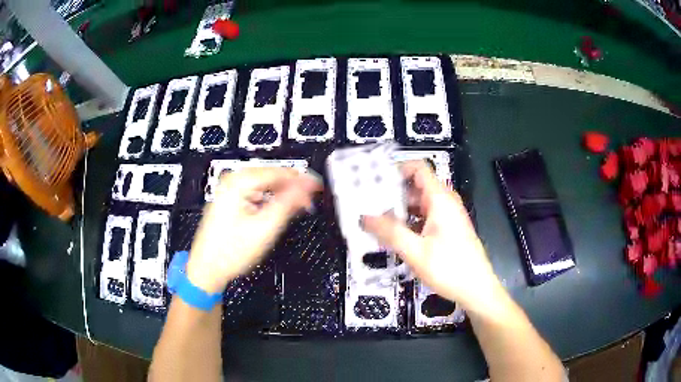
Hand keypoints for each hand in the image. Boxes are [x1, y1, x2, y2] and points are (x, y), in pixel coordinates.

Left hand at [187, 167, 321, 293]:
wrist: (207, 268)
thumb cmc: (232, 251)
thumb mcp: (265, 228)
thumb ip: (288, 204)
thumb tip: (307, 186)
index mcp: (239, 182)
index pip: (278, 172)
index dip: (301, 179)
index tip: (318, 187)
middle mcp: (232, 180)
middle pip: (270, 176)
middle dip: (291, 186)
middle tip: (310, 199)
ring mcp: (228, 190)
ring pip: (263, 184)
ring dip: (281, 193)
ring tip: (298, 205)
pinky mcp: (228, 200)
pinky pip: (255, 192)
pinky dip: (269, 198)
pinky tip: (277, 208)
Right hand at [362, 161, 501, 312]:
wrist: (477, 289)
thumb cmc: (450, 269)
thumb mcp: (415, 252)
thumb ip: (389, 232)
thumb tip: (365, 217)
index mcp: (440, 200)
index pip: (418, 168)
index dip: (396, 169)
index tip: (375, 180)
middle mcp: (445, 203)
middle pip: (416, 186)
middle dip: (392, 193)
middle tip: (368, 204)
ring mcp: (447, 216)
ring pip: (419, 204)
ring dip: (399, 210)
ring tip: (376, 221)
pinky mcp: (447, 229)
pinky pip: (424, 217)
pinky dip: (409, 222)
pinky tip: (394, 236)